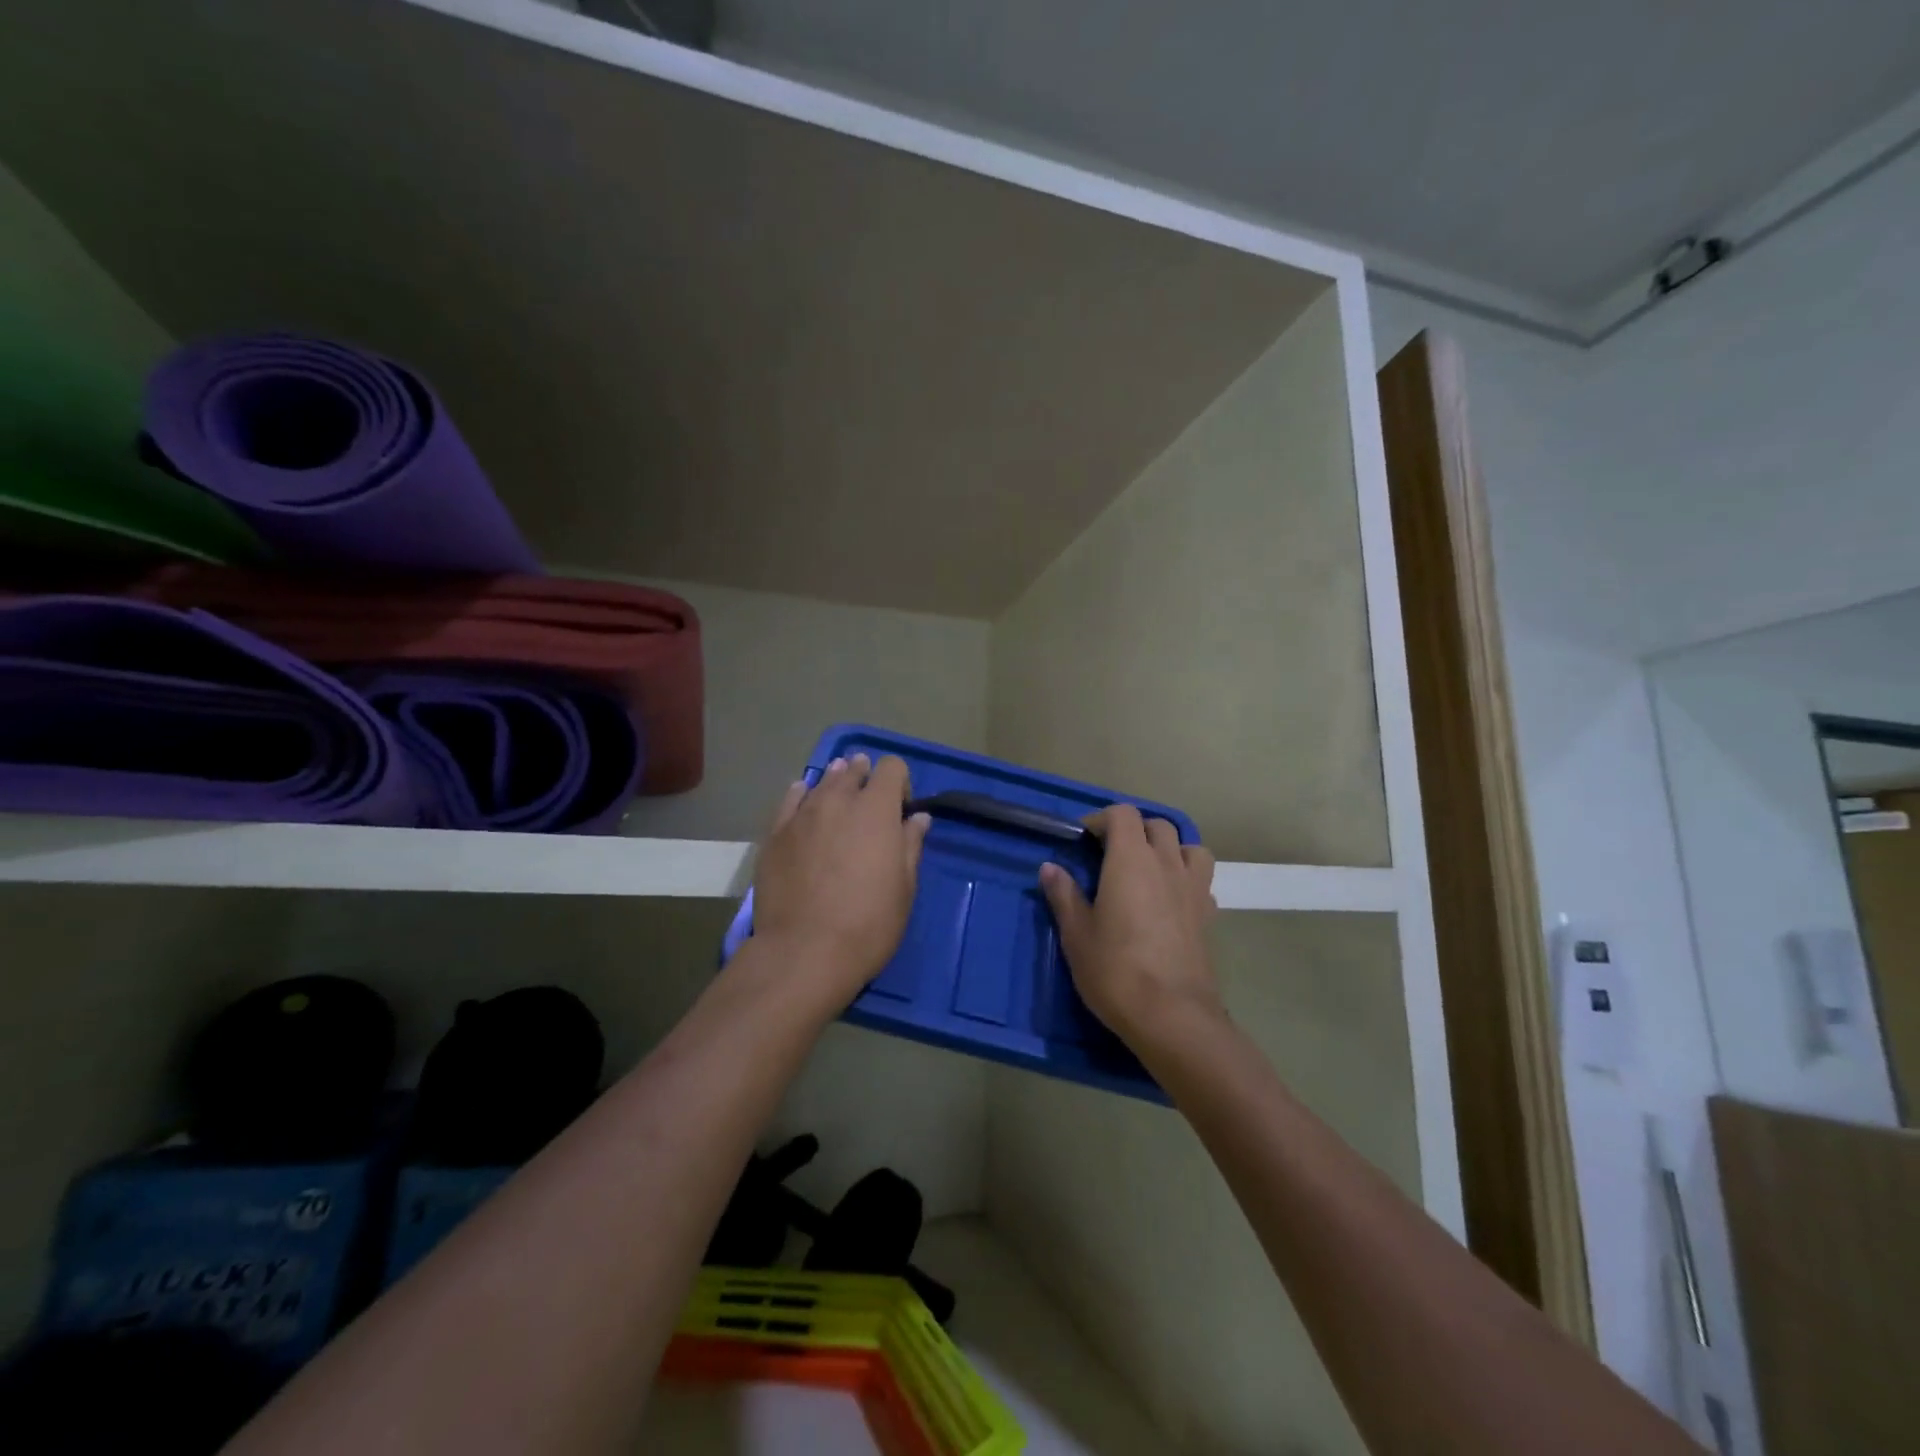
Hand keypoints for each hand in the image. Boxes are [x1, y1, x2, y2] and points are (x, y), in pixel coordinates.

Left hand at [751, 753, 930, 1006]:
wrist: (803, 952)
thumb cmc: (868, 923)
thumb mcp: (905, 888)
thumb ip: (911, 845)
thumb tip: (916, 818)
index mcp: (876, 810)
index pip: (892, 767)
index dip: (900, 782)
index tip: (901, 810)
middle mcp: (838, 801)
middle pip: (853, 770)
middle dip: (865, 779)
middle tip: (869, 804)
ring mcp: (801, 815)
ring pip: (821, 783)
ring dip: (835, 784)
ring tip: (839, 798)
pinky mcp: (774, 834)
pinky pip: (790, 800)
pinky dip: (801, 796)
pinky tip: (804, 801)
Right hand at [1040, 805, 1218, 1045]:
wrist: (1172, 1016)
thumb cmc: (1115, 970)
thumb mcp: (1077, 934)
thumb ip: (1064, 895)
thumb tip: (1050, 868)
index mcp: (1131, 860)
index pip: (1123, 814)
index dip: (1102, 819)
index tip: (1084, 840)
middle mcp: (1167, 864)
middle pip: (1157, 825)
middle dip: (1133, 830)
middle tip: (1110, 854)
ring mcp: (1194, 889)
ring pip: (1189, 847)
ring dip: (1169, 848)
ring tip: (1149, 869)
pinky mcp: (1209, 916)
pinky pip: (1201, 881)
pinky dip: (1186, 879)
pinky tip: (1170, 902)